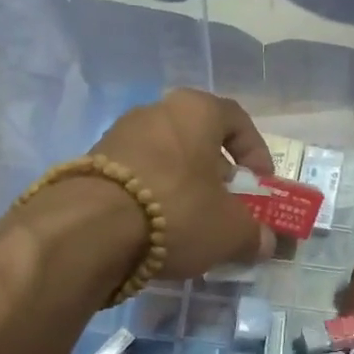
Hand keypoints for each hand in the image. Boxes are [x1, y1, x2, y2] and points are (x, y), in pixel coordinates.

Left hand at [87, 88, 276, 280]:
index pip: (237, 120)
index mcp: (195, 110)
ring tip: (191, 224)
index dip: (255, 152)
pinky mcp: (90, 164)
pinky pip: (136, 177)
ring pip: (165, 158)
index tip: (260, 184)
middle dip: (216, 174)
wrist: (89, 230)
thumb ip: (254, 234)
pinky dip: (152, 199)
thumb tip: (265, 242)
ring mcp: (117, 136)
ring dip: (183, 187)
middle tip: (226, 206)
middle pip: (197, 139)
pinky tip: (156, 231)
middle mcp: (155, 111)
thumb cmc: (177, 212)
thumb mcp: (230, 230)